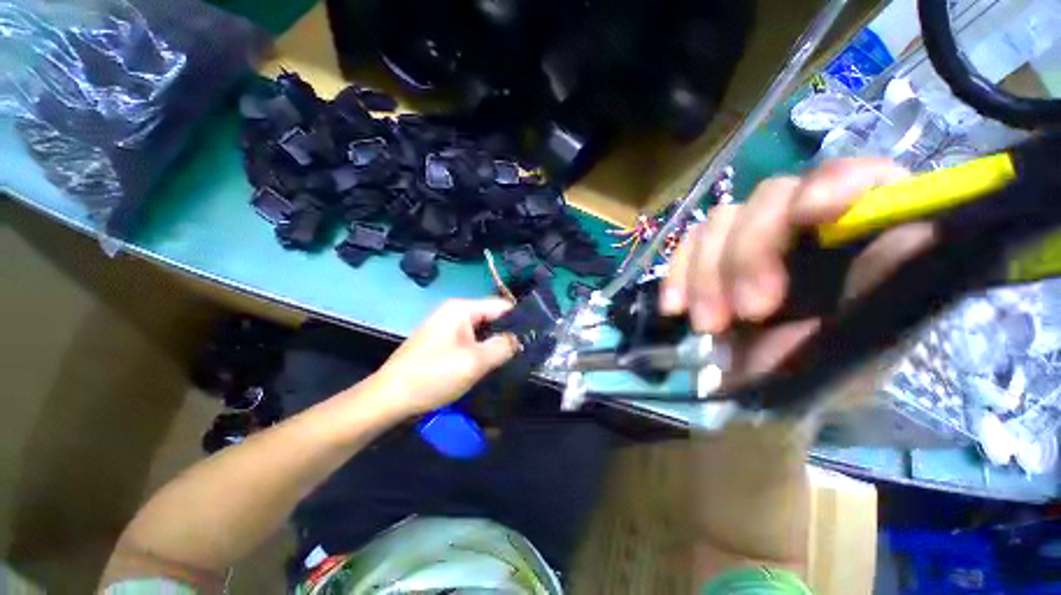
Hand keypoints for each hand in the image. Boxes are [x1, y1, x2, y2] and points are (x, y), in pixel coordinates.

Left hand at [370, 298, 519, 417]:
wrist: (389, 398)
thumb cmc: (433, 376)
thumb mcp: (475, 362)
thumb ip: (503, 346)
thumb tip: (521, 339)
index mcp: (461, 309)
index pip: (501, 305)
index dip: (520, 319)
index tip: (536, 336)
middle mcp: (454, 312)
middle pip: (492, 317)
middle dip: (508, 333)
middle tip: (525, 352)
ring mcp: (447, 326)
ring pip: (482, 330)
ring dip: (495, 343)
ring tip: (512, 359)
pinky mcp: (443, 341)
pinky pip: (471, 340)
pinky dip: (482, 349)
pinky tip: (490, 363)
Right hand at [661, 158, 934, 382]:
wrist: (762, 394)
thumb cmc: (827, 377)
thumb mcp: (868, 344)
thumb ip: (887, 290)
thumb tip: (920, 230)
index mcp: (860, 237)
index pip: (857, 176)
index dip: (834, 182)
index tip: (808, 214)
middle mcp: (803, 226)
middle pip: (769, 196)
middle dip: (749, 253)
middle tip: (749, 312)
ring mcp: (749, 241)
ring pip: (718, 222)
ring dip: (707, 275)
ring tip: (710, 326)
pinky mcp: (709, 259)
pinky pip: (685, 247)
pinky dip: (677, 276)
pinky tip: (675, 307)